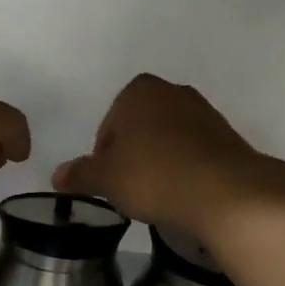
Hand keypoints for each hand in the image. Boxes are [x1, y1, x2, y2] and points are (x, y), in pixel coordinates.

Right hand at [54, 74, 284, 241]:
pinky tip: (184, 193)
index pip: (109, 125)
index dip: (104, 157)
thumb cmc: (153, 175)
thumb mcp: (107, 178)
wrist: (224, 191)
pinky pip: (194, 151)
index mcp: (139, 91)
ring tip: (159, 194)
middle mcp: (173, 91)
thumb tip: (57, 175)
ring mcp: (204, 111)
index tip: (111, 183)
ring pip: (168, 139)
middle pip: (140, 128)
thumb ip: (81, 174)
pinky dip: (185, 168)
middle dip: (134, 156)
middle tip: (132, 189)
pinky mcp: (227, 135)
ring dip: (160, 162)